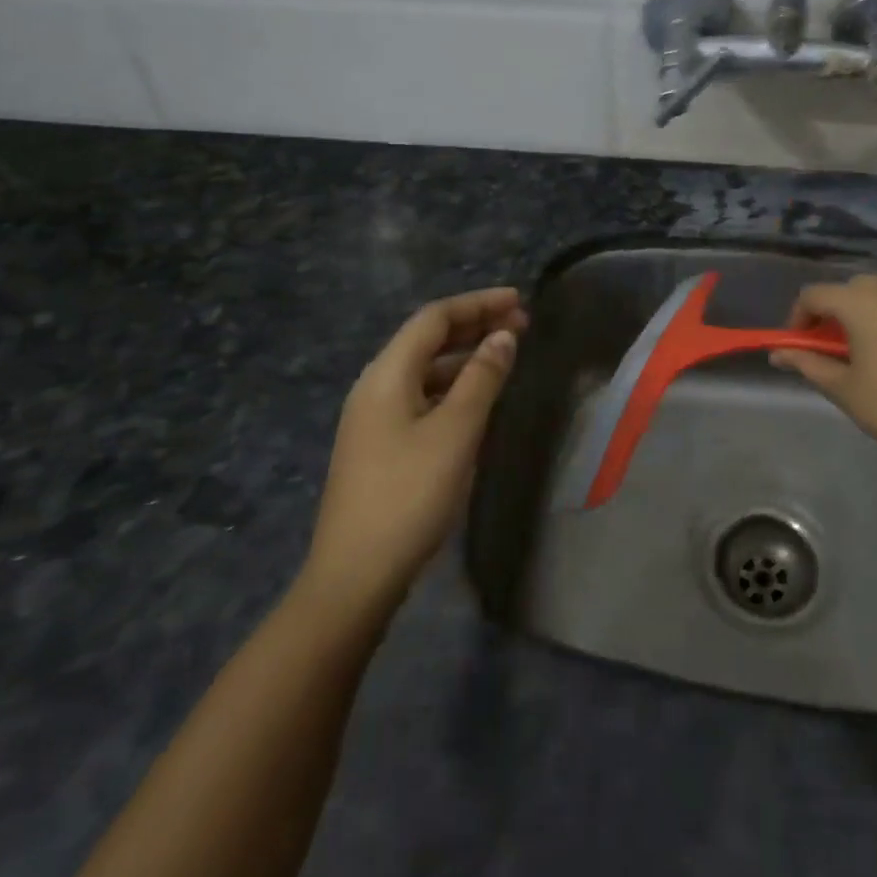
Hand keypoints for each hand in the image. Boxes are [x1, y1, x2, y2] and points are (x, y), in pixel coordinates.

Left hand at [303, 288, 526, 615]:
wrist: (356, 575)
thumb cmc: (410, 495)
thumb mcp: (455, 432)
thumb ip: (482, 378)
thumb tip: (504, 336)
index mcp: (386, 375)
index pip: (434, 318)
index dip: (478, 304)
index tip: (519, 301)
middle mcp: (375, 387)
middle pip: (427, 340)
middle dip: (474, 326)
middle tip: (521, 325)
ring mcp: (374, 419)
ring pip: (425, 370)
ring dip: (465, 357)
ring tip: (506, 356)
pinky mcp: (380, 446)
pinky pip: (421, 397)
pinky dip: (453, 386)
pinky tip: (477, 400)